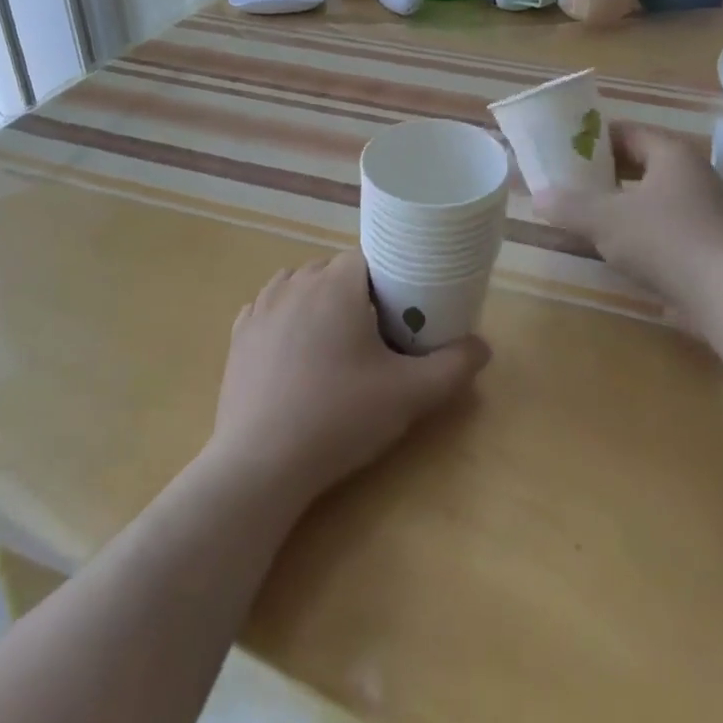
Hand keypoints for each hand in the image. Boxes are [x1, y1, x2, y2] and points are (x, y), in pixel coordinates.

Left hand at [206, 251, 490, 507]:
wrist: (261, 463)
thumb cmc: (339, 417)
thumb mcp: (410, 394)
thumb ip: (453, 366)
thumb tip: (483, 347)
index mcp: (336, 283)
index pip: (369, 258)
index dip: (389, 280)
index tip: (401, 313)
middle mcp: (295, 282)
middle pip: (333, 270)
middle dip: (356, 293)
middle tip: (375, 335)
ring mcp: (261, 307)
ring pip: (299, 285)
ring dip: (318, 302)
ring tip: (335, 342)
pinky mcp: (238, 335)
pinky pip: (269, 309)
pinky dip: (285, 319)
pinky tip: (296, 352)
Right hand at [535, 123, 722, 301]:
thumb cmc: (663, 238)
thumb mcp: (604, 219)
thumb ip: (569, 205)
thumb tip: (537, 197)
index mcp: (670, 154)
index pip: (627, 132)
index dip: (593, 138)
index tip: (564, 148)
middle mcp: (689, 174)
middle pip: (639, 163)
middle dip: (603, 171)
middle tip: (568, 180)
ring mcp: (700, 209)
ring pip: (649, 195)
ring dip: (618, 201)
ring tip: (584, 211)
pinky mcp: (703, 241)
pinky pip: (660, 223)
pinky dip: (635, 227)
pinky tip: (612, 244)